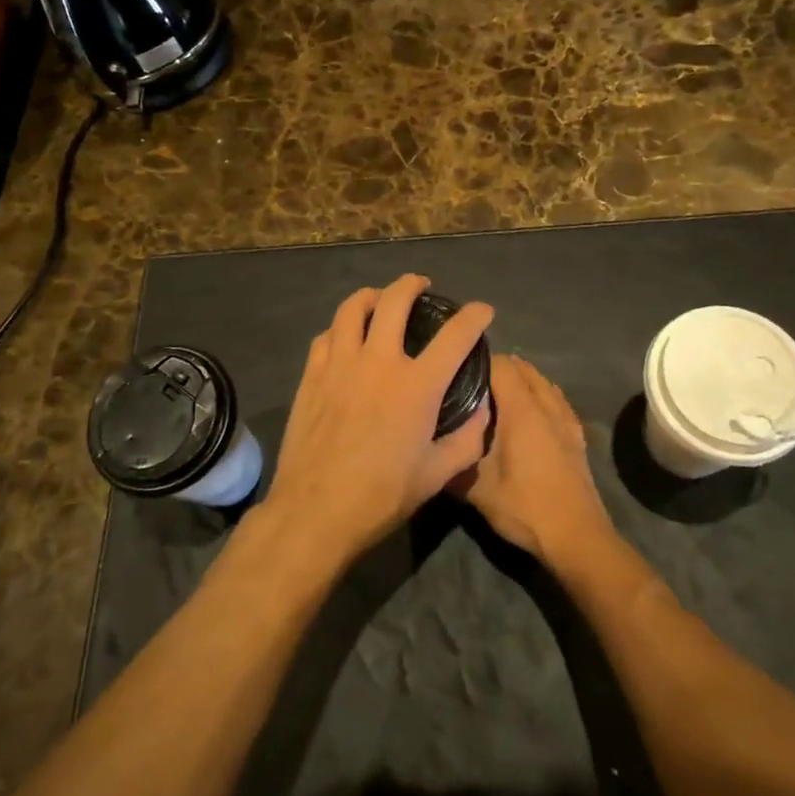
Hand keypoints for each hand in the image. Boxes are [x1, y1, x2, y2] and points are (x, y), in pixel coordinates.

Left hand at [262, 275, 494, 567]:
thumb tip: (481, 412)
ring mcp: (339, 364)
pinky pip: (326, 335)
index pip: (455, 336)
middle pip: (395, 301)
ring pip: (352, 308)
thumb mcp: (437, 476)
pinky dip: (341, 327)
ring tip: (380, 299)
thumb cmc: (381, 496)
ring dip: (371, 295)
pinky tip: (346, 336)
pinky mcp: (312, 375)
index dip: (474, 316)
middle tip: (421, 285)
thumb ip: (467, 440)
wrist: (315, 511)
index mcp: (417, 386)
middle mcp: (378, 362)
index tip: (482, 310)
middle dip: (412, 284)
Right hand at [455, 355, 611, 563]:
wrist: (576, 537)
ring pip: (542, 382)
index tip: (456, 372)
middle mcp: (546, 405)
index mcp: (522, 409)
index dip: (478, 362)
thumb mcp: (476, 489)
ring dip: (521, 381)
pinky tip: (528, 414)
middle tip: (471, 385)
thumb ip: (453, 461)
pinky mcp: (576, 435)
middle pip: (523, 368)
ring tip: (497, 396)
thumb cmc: (524, 507)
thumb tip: (429, 449)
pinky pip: (556, 400)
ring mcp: (566, 419)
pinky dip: (540, 395)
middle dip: (498, 369)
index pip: (501, 364)